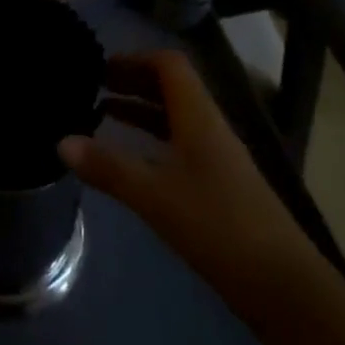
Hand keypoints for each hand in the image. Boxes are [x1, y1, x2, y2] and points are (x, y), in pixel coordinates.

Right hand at [58, 51, 306, 295]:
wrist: (283, 286)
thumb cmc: (218, 226)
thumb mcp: (155, 195)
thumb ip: (108, 168)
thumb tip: (60, 142)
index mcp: (199, 117)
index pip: (169, 66)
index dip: (135, 58)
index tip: (100, 66)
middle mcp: (209, 128)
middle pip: (171, 88)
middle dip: (132, 81)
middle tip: (92, 85)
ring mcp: (218, 158)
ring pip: (175, 118)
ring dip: (141, 110)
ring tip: (102, 113)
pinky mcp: (220, 186)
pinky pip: (180, 145)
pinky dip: (152, 140)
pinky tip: (131, 160)